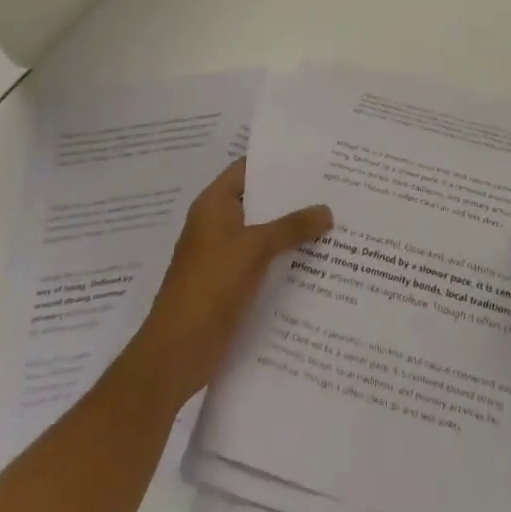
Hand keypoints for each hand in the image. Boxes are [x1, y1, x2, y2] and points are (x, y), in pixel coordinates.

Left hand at [125, 159, 331, 410]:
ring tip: (334, 220)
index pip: (248, 168)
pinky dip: (285, 258)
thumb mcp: (254, 248)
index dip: (278, 161)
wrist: (176, 354)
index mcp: (214, 205)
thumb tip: (328, 210)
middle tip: (334, 188)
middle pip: (260, 201)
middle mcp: (218, 224)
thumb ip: (292, 226)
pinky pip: (264, 261)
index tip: (314, 158)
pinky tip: (317, 260)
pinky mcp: (232, 284)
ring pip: (264, 233)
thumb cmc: (209, 286)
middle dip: (293, 197)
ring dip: (293, 230)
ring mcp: (224, 255)